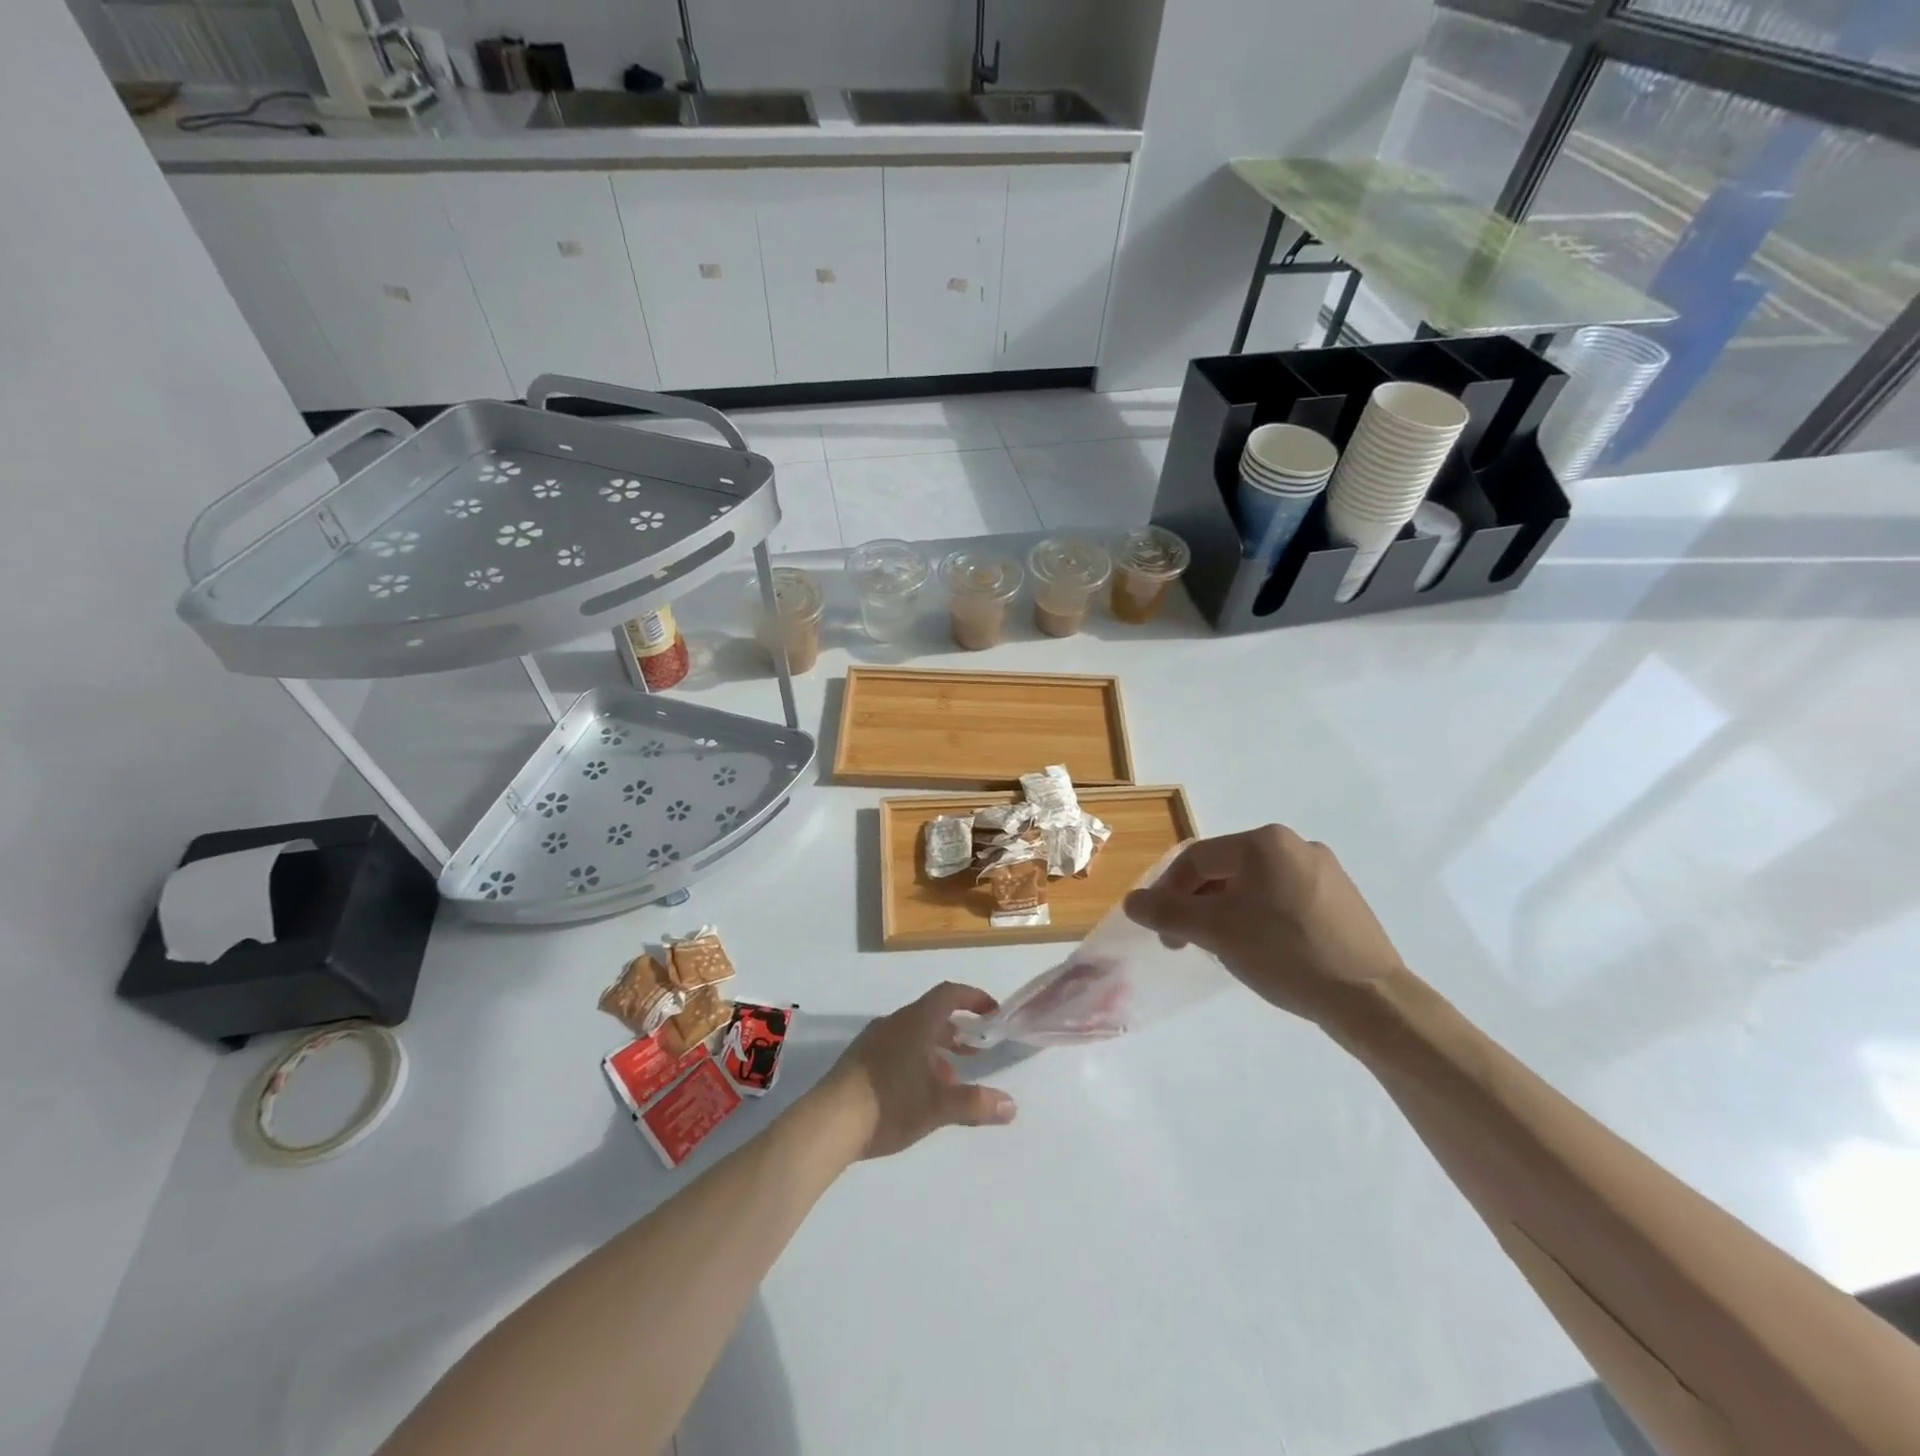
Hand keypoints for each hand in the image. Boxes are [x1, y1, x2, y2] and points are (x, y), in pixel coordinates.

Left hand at [818, 982, 1017, 1159]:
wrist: (828, 1122)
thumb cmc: (889, 1103)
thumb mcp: (938, 1106)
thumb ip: (975, 1103)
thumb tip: (1011, 1105)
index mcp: (915, 1022)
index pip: (949, 994)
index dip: (973, 998)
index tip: (993, 1012)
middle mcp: (894, 1023)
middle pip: (931, 1015)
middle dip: (957, 1030)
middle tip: (977, 1050)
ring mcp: (873, 1041)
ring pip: (913, 1035)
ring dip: (937, 1050)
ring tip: (952, 1078)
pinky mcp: (859, 1061)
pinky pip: (897, 1049)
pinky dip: (916, 1061)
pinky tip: (919, 1092)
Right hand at [1123, 826, 1405, 1026]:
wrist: (1372, 1000)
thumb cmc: (1286, 955)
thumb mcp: (1217, 932)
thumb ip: (1168, 913)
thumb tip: (1132, 902)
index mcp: (1265, 842)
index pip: (1197, 859)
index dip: (1169, 892)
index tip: (1162, 932)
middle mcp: (1295, 844)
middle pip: (1225, 869)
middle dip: (1198, 903)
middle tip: (1188, 941)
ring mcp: (1324, 871)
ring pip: (1254, 885)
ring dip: (1227, 911)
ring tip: (1223, 947)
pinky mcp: (1341, 899)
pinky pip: (1283, 898)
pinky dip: (1259, 917)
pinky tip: (1262, 949)